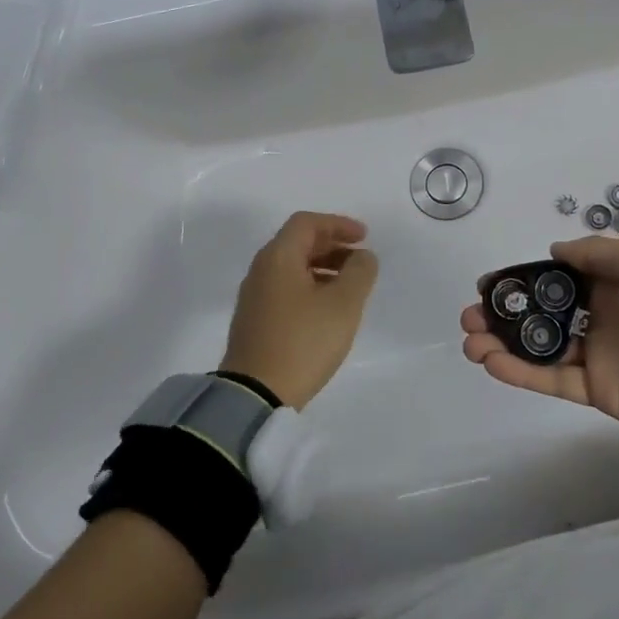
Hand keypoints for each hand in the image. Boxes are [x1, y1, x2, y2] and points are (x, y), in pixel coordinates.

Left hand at [222, 212, 377, 409]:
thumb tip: (362, 256)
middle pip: (297, 242)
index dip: (338, 224)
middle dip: (332, 245)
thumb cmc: (303, 341)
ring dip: (323, 267)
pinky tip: (327, 309)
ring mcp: (254, 298)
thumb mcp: (344, 303)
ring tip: (349, 287)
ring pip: (292, 267)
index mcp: (278, 257)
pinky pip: (285, 289)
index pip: (307, 223)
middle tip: (359, 260)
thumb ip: (360, 272)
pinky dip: (310, 286)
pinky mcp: (254, 322)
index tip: (364, 237)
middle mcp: (261, 270)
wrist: (254, 396)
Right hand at [461, 237, 618, 440]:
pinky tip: (493, 363)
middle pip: (539, 314)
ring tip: (471, 341)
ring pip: (539, 348)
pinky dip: (521, 373)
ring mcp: (596, 355)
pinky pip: (552, 380)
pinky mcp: (597, 391)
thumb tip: (554, 250)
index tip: (487, 284)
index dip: (518, 281)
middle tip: (470, 316)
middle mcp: (597, 316)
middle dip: (502, 314)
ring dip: (503, 344)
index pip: (552, 279)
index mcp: (608, 283)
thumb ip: (595, 253)